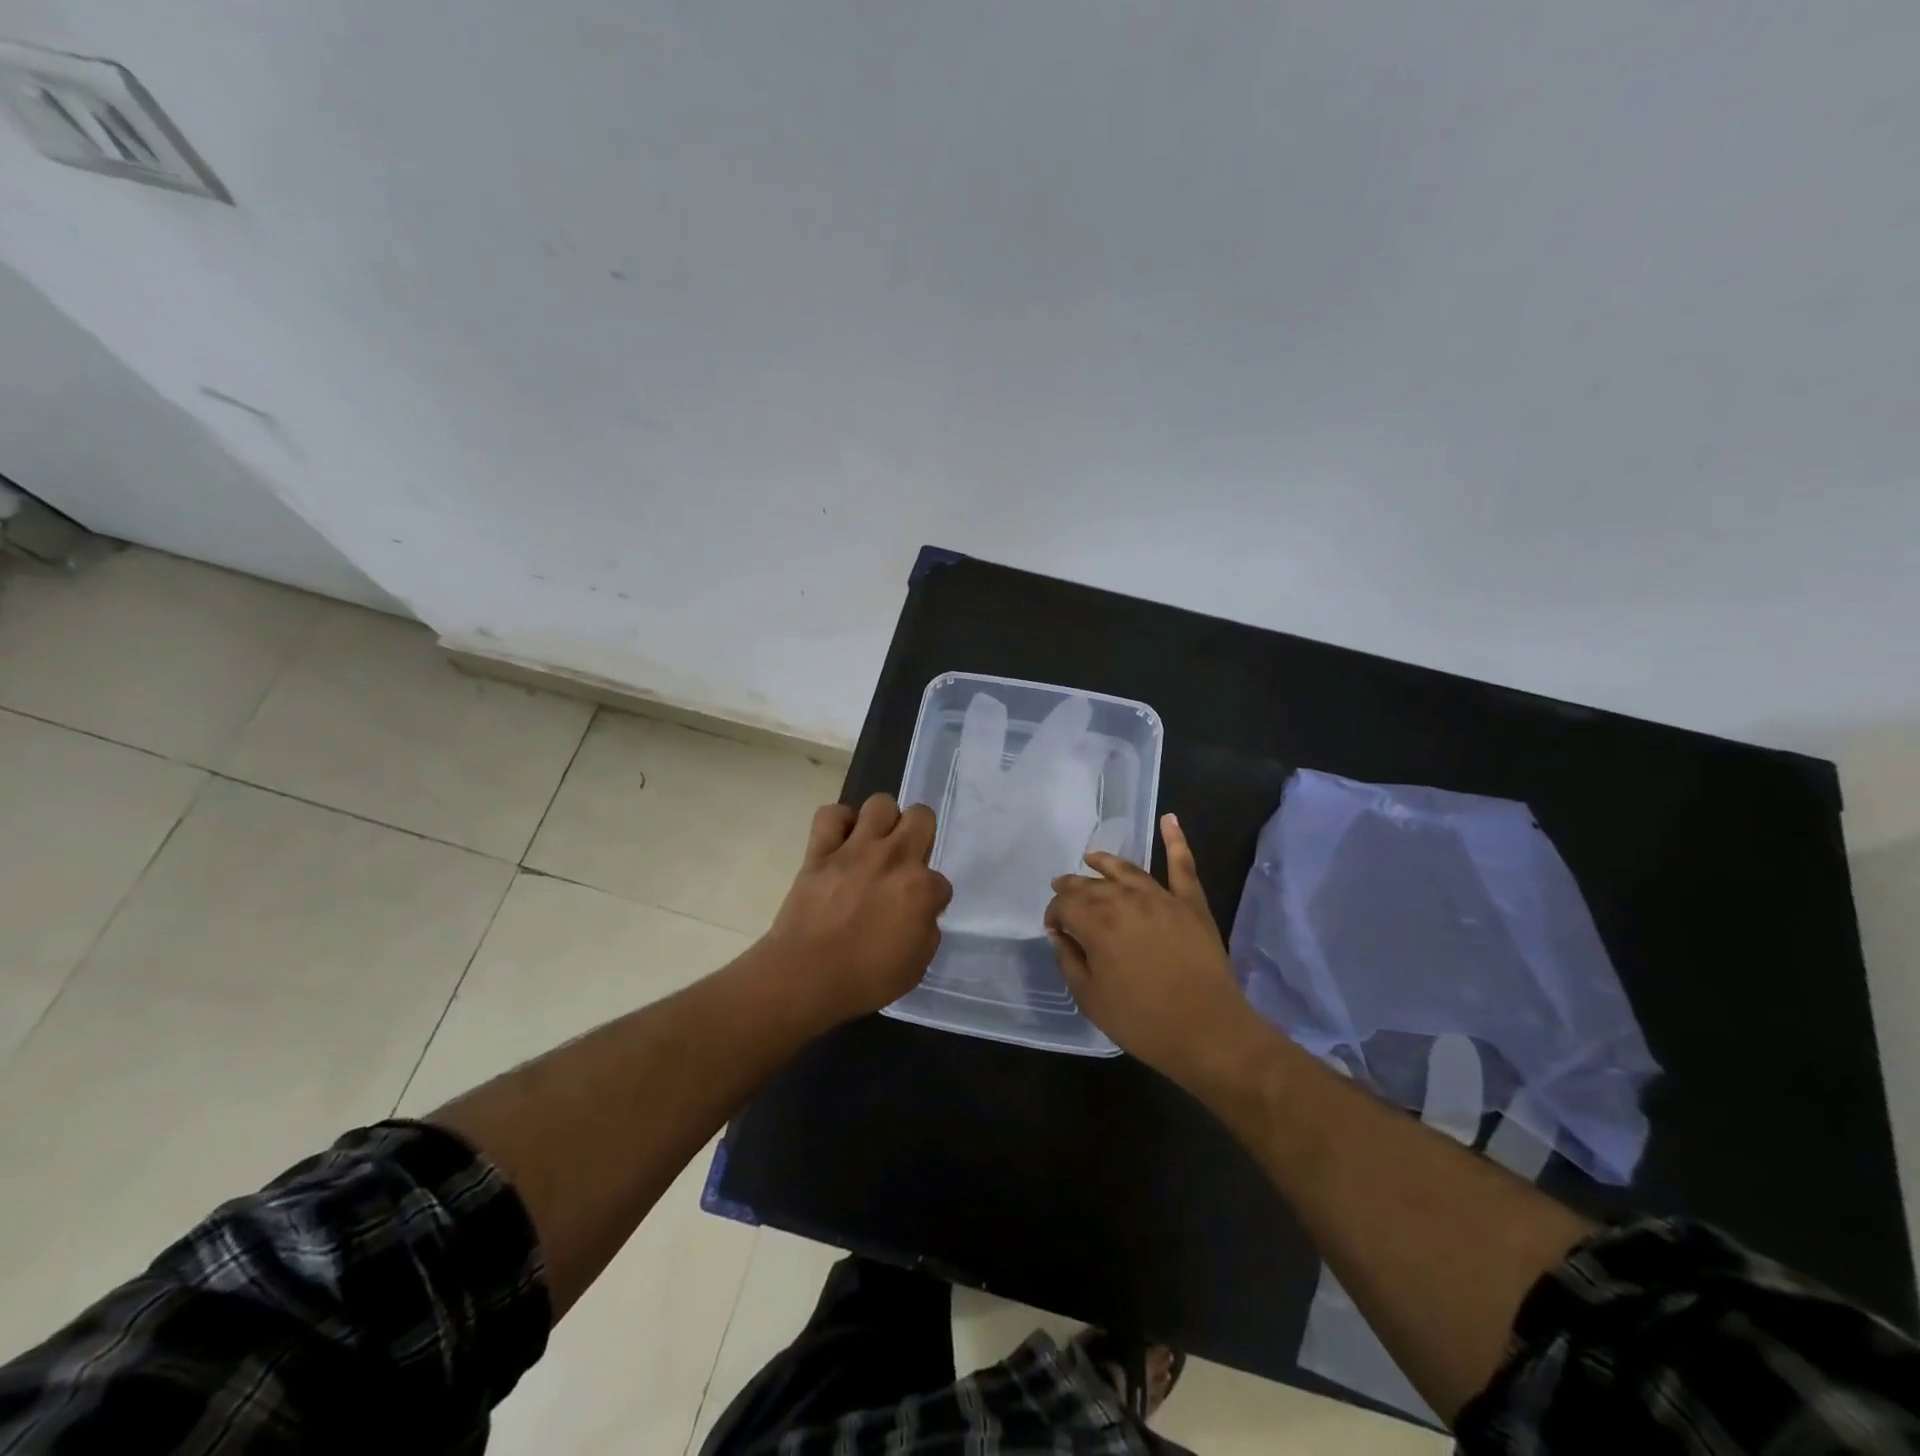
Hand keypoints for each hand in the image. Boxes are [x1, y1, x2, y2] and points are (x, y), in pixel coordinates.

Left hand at [765, 793, 952, 1024]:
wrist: (805, 977)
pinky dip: (839, 822)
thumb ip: (926, 931)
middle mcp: (893, 858)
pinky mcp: (820, 851)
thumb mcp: (916, 966)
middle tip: (906, 859)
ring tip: (876, 842)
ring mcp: (855, 849)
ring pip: (880, 803)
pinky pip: (830, 815)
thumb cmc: (865, 979)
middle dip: (921, 834)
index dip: (931, 898)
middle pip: (921, 816)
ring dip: (883, 821)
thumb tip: (921, 913)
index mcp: (921, 888)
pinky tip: (842, 840)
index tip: (918, 912)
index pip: (941, 881)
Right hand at [1044, 814, 1255, 1084]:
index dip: (1054, 914)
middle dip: (1073, 887)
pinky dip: (1175, 840)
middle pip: (1091, 884)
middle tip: (1063, 892)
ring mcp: (1160, 897)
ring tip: (1092, 858)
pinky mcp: (1190, 903)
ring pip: (1126, 870)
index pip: (1064, 904)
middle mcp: (1124, 899)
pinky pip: (1182, 865)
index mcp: (1095, 922)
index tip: (1054, 930)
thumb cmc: (1142, 1021)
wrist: (1207, 1031)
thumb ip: (1069, 960)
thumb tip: (1059, 934)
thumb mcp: (1090, 998)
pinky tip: (1169, 819)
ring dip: (1105, 863)